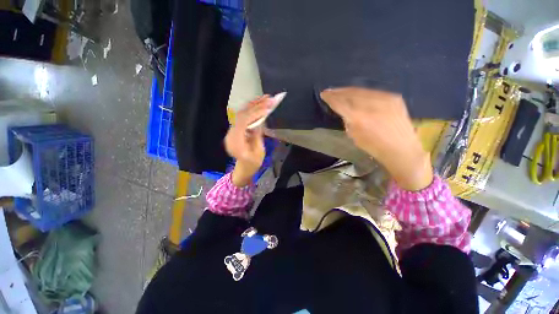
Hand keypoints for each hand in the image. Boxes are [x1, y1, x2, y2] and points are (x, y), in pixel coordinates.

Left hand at [225, 96, 271, 186]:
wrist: (244, 169)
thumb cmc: (253, 164)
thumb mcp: (259, 152)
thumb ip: (257, 136)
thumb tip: (260, 121)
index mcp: (236, 142)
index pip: (244, 122)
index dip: (255, 112)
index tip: (267, 107)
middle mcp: (231, 134)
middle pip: (241, 115)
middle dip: (256, 105)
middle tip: (269, 98)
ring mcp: (232, 131)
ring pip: (241, 114)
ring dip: (253, 105)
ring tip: (265, 98)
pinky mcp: (235, 130)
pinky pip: (242, 117)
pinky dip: (251, 110)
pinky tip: (258, 104)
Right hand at [321, 87, 432, 190]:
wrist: (402, 149)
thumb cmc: (374, 147)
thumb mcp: (354, 136)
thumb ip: (348, 121)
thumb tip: (345, 111)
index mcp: (358, 118)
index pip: (340, 103)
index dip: (330, 98)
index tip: (323, 94)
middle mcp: (370, 105)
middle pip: (350, 93)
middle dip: (337, 91)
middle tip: (329, 91)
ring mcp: (384, 99)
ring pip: (361, 90)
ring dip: (348, 90)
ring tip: (340, 91)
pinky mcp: (393, 97)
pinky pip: (372, 92)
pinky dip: (362, 93)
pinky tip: (357, 94)